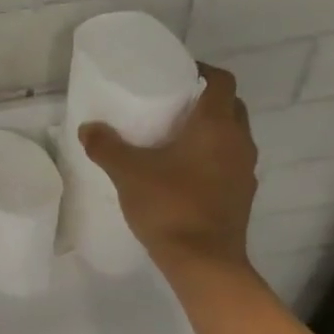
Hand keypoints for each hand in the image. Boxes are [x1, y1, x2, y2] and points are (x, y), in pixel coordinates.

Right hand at [78, 64, 258, 272]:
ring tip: (173, 139)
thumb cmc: (169, 206)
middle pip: (230, 107)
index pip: (221, 81)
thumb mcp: (128, 173)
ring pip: (231, 137)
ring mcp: (245, 171)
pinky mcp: (241, 195)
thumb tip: (88, 128)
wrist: (204, 262)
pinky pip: (228, 163)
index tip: (176, 74)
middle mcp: (239, 142)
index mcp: (217, 125)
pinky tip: (183, 173)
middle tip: (171, 105)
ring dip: (209, 131)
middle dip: (204, 101)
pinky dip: (210, 158)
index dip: (201, 71)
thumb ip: (106, 147)